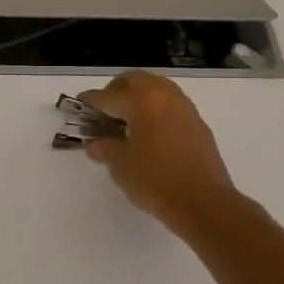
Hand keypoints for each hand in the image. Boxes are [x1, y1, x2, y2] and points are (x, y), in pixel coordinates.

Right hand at [80, 71, 237, 236]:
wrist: (204, 203)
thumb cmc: (155, 182)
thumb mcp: (121, 166)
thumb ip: (105, 148)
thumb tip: (96, 144)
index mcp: (141, 102)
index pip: (107, 96)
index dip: (89, 101)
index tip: (79, 106)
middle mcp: (164, 97)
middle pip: (134, 80)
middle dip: (115, 90)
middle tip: (104, 111)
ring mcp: (184, 108)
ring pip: (156, 87)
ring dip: (138, 95)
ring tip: (126, 119)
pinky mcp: (197, 123)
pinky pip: (170, 103)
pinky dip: (155, 107)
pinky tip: (148, 130)